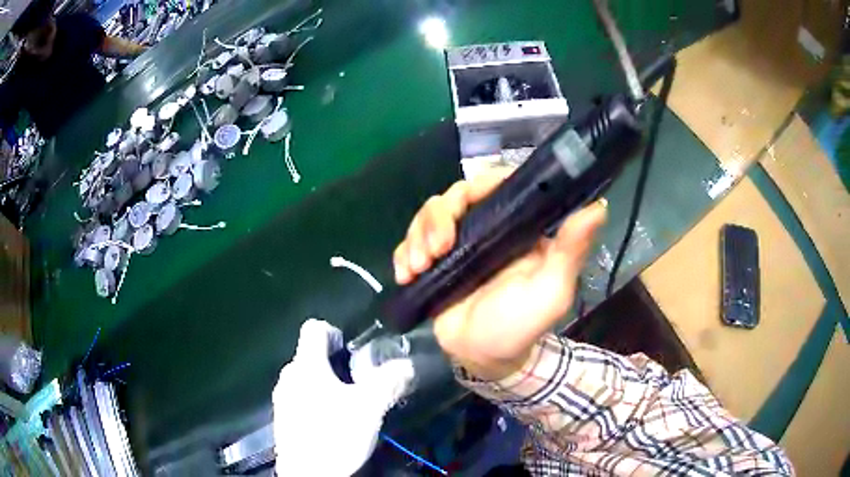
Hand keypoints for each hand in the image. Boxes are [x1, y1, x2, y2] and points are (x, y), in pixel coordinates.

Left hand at [273, 319, 413, 475]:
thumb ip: (388, 382)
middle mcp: (288, 376)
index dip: (335, 333)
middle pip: (310, 356)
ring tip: (346, 408)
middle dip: (334, 366)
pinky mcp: (282, 419)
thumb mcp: (369, 407)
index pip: (314, 328)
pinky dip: (315, 404)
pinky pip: (299, 400)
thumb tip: (407, 365)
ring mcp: (282, 398)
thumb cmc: (335, 434)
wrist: (307, 475)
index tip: (353, 354)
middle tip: (357, 386)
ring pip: (305, 380)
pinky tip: (331, 425)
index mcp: (306, 365)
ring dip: (325, 386)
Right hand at [393, 170, 606, 380]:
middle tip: (435, 251)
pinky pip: (411, 241)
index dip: (477, 186)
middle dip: (437, 219)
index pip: (496, 184)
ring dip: (417, 236)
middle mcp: (487, 227)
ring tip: (418, 267)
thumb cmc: (521, 325)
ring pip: (429, 215)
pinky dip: (403, 253)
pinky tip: (405, 274)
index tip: (462, 206)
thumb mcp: (551, 289)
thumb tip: (599, 205)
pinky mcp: (434, 261)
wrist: (483, 357)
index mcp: (517, 227)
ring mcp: (457, 243)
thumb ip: (571, 250)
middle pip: (455, 196)